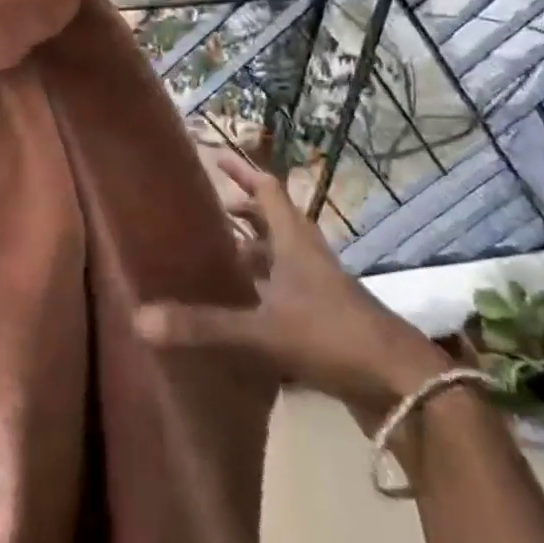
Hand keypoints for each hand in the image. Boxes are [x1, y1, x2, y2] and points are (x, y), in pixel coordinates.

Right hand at [136, 151, 448, 416]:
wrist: (403, 387)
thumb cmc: (333, 338)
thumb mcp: (263, 330)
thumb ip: (204, 325)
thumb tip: (140, 318)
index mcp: (295, 244)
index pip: (267, 192)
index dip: (241, 171)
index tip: (214, 155)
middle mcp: (307, 258)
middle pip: (272, 221)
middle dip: (241, 211)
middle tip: (207, 212)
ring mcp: (319, 290)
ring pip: (279, 258)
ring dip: (250, 251)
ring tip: (215, 256)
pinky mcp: (325, 319)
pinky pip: (285, 290)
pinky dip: (261, 288)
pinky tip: (240, 306)